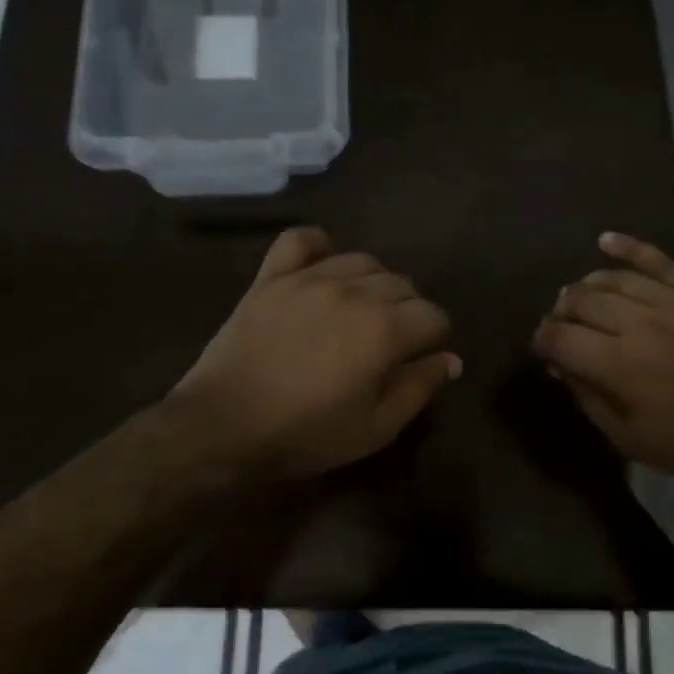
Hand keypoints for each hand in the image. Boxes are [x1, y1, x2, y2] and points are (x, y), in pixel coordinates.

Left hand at [167, 227, 459, 480]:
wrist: (222, 426)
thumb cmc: (304, 434)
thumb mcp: (374, 428)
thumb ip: (419, 388)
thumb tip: (451, 359)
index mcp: (384, 329)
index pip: (434, 316)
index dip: (434, 339)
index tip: (419, 360)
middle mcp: (353, 291)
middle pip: (403, 285)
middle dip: (408, 312)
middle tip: (388, 344)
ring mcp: (310, 277)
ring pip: (364, 261)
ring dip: (373, 284)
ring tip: (359, 312)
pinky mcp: (273, 276)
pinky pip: (302, 240)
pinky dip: (319, 247)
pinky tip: (323, 267)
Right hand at [531, 232, 673, 487]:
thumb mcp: (628, 439)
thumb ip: (588, 398)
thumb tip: (560, 365)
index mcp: (617, 364)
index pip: (559, 337)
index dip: (542, 340)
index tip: (543, 349)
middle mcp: (638, 324)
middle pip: (581, 301)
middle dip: (561, 313)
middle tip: (563, 327)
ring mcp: (671, 303)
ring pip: (613, 279)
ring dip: (586, 286)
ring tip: (580, 297)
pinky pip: (658, 261)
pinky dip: (629, 247)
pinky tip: (605, 241)